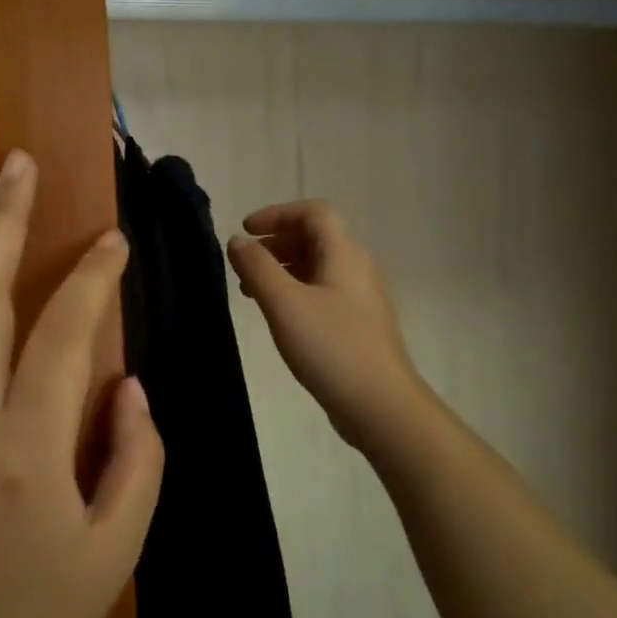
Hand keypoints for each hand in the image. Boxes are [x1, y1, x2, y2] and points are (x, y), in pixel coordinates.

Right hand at [227, 200, 425, 453]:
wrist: (380, 405)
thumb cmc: (330, 347)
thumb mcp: (284, 304)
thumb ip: (257, 268)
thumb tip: (237, 240)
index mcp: (344, 254)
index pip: (313, 213)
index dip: (276, 214)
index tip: (245, 231)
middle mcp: (356, 268)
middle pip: (315, 237)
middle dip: (275, 242)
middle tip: (242, 262)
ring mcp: (360, 298)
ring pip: (317, 267)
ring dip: (282, 268)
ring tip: (250, 290)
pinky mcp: (357, 324)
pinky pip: (322, 291)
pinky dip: (294, 291)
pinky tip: (277, 315)